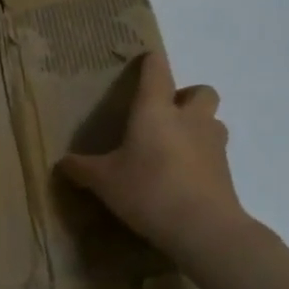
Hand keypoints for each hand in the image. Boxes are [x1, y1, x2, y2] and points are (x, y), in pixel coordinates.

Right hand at [58, 52, 251, 257]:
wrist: (203, 229)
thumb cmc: (148, 190)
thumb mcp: (104, 181)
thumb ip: (82, 169)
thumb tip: (62, 163)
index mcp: (155, 111)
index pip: (157, 71)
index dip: (151, 62)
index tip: (145, 60)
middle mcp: (189, 119)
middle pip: (201, 91)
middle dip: (186, 97)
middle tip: (165, 116)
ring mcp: (213, 144)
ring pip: (213, 121)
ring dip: (198, 126)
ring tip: (175, 147)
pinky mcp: (226, 171)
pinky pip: (215, 153)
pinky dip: (202, 158)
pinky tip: (183, 178)